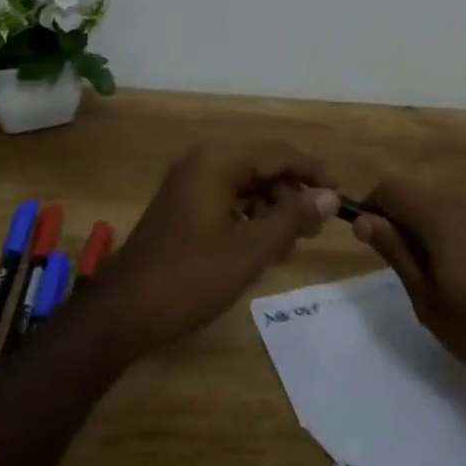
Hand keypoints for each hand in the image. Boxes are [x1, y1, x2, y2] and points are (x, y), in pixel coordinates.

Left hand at [96, 143, 336, 358]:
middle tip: (315, 230)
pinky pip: (228, 200)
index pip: (279, 153)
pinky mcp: (182, 206)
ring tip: (292, 246)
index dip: (313, 173)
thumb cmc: (192, 277)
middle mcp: (203, 161)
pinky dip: (250, 219)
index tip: (340, 196)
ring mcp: (189, 183)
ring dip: (273, 210)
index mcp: (219, 161)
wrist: (124, 312)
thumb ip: (293, 217)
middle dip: (292, 196)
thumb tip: (330, 196)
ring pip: (247, 185)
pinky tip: (264, 248)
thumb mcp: (252, 249)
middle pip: (263, 167)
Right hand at [352, 176, 465, 397]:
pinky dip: (452, 232)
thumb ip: (395, 251)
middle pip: (418, 192)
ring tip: (429, 273)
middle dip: (398, 217)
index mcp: (442, 214)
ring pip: (444, 204)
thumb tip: (364, 219)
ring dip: (425, 225)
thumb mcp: (428, 299)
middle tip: (398, 264)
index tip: (366, 239)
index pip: (391, 187)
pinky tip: (463, 273)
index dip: (371, 206)